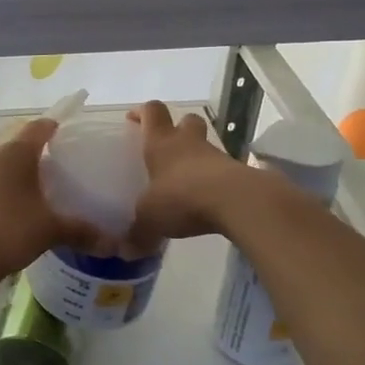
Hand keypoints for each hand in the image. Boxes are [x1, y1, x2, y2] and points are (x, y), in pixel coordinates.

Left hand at [0, 120, 98, 288]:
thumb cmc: (8, 232)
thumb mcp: (50, 231)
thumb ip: (82, 232)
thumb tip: (114, 244)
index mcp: (15, 152)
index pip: (39, 127)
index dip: (54, 128)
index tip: (66, 135)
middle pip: (16, 146)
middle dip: (34, 156)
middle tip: (54, 172)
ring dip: (12, 175)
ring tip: (31, 194)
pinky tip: (4, 212)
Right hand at [128, 101, 251, 241]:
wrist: (238, 202)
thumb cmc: (182, 198)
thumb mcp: (150, 220)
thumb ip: (137, 234)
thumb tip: (124, 252)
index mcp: (161, 143)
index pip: (152, 112)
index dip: (143, 113)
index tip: (134, 120)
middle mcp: (189, 143)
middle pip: (186, 120)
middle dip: (177, 129)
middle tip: (167, 149)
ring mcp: (217, 156)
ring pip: (206, 146)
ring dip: (198, 158)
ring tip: (187, 182)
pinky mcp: (239, 173)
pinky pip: (223, 171)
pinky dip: (215, 181)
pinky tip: (207, 201)